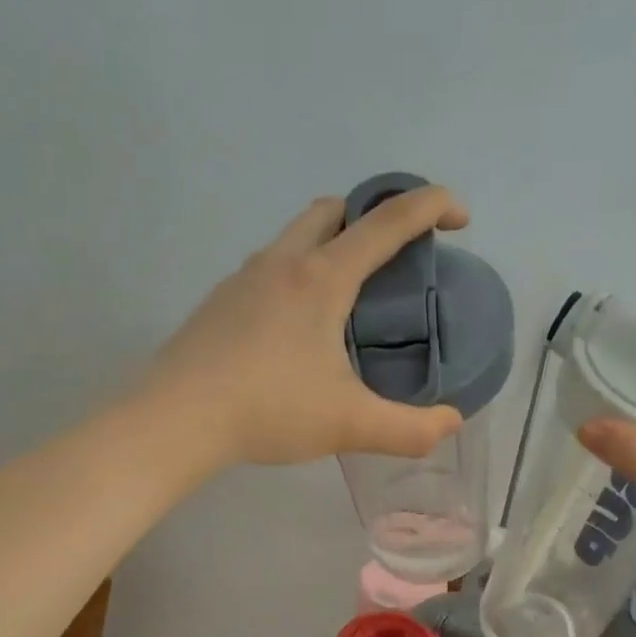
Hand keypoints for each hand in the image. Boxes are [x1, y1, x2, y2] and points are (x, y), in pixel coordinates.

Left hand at [145, 187, 469, 466]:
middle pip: (333, 210)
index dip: (430, 207)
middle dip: (372, 216)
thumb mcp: (349, 425)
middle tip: (395, 256)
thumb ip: (409, 429)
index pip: (386, 223)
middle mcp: (281, 263)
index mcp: (320, 278)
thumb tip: (451, 424)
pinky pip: (269, 269)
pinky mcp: (219, 303)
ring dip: (330, 243)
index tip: (460, 216)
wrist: (175, 419)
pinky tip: (298, 327)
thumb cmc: (268, 410)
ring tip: (349, 295)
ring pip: (295, 236)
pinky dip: (298, 274)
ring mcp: (243, 279)